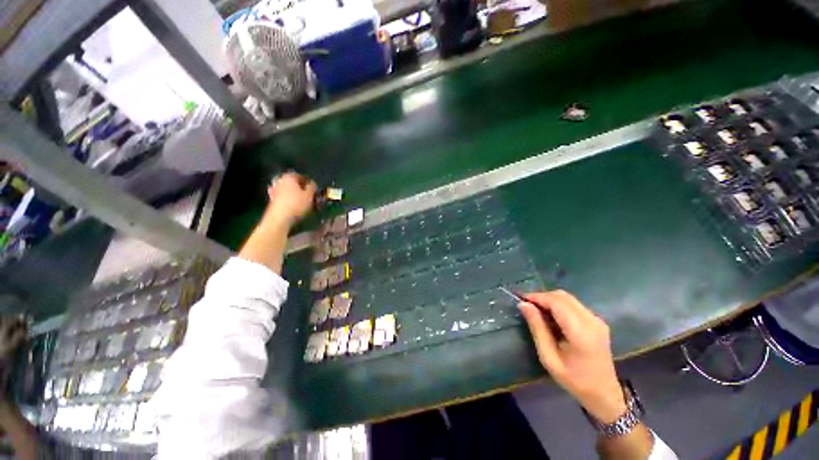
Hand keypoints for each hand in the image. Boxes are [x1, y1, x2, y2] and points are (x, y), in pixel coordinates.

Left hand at [265, 172, 316, 224]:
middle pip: (294, 183)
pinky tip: (296, 206)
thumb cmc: (296, 204)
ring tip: (304, 202)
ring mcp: (274, 190)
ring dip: (296, 195)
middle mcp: (280, 180)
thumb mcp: (310, 195)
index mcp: (289, 177)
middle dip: (302, 189)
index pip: (302, 176)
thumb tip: (312, 183)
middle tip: (310, 196)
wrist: (279, 218)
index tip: (315, 189)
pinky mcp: (272, 199)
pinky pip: (284, 197)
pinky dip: (290, 200)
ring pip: (289, 190)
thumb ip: (312, 187)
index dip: (310, 183)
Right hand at [519, 290, 625, 422]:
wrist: (604, 394)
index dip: (537, 297)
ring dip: (550, 300)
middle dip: (542, 297)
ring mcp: (597, 320)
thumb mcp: (549, 358)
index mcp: (581, 332)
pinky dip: (558, 305)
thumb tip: (523, 305)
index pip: (557, 303)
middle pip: (563, 296)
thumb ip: (537, 328)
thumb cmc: (574, 380)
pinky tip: (551, 316)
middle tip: (527, 306)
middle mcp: (592, 321)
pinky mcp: (597, 321)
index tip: (520, 299)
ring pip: (568, 298)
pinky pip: (574, 304)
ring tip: (536, 311)